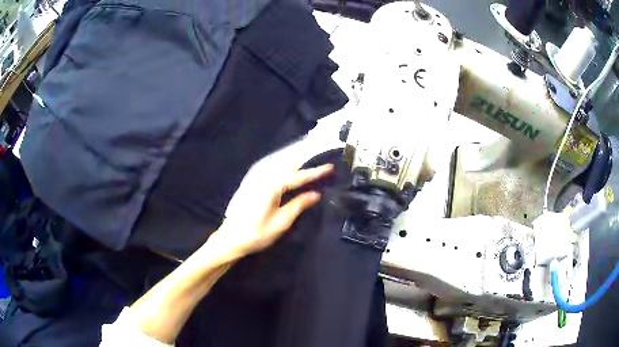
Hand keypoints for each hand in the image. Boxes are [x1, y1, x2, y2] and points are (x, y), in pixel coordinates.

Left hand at [211, 164, 333, 258]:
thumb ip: (299, 205)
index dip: (315, 172)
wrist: (231, 238)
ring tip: (309, 162)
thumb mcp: (281, 222)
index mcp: (272, 186)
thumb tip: (316, 194)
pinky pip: (270, 169)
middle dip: (305, 162)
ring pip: (278, 165)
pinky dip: (282, 167)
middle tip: (321, 162)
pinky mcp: (250, 183)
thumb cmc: (257, 233)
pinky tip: (287, 169)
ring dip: (294, 163)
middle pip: (288, 165)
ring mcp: (255, 179)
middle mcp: (263, 177)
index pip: (298, 176)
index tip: (330, 167)